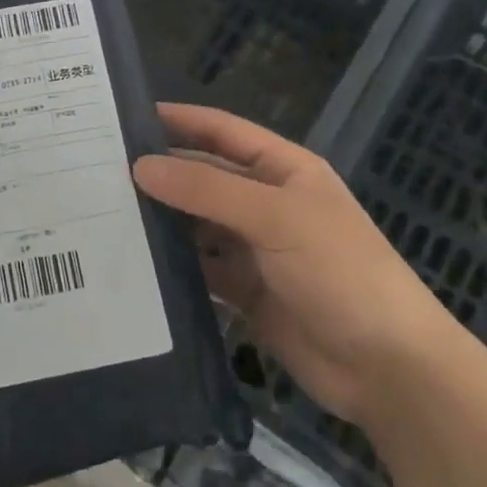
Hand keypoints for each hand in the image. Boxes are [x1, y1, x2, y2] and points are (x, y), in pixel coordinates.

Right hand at [133, 103, 461, 424]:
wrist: (389, 369)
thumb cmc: (341, 273)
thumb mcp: (276, 218)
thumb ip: (207, 190)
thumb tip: (141, 166)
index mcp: (283, 170)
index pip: (221, 131)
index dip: (179, 120)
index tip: (125, 117)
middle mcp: (266, 203)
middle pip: (204, 178)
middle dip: (161, 173)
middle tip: (98, 171)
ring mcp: (255, 249)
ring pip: (197, 224)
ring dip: (161, 220)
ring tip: (103, 213)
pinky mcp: (246, 292)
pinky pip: (200, 268)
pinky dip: (172, 265)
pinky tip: (132, 262)